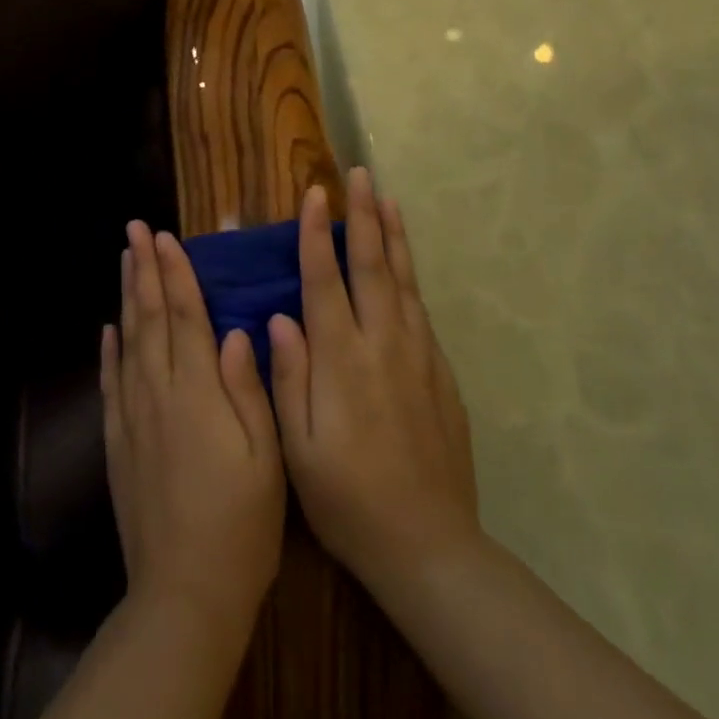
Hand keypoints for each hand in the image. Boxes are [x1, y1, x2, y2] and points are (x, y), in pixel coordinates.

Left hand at [103, 221, 285, 635]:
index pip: (185, 316)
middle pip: (149, 317)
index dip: (176, 273)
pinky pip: (111, 382)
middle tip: (135, 229)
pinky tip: (109, 328)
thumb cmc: (242, 523)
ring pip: (127, 340)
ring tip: (123, 260)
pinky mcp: (118, 441)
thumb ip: (248, 388)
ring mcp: (132, 416)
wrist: (185, 591)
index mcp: (198, 392)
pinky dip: (109, 349)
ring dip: (126, 295)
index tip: (165, 237)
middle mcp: (158, 392)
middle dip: (144, 269)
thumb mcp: (266, 456)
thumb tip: (233, 331)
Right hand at [268, 168, 480, 598]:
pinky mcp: (439, 373)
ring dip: (393, 235)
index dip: (316, 235)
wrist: (427, 544)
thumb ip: (289, 376)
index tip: (314, 194)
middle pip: (371, 266)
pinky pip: (420, 309)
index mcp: (341, 361)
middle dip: (362, 216)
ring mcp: (417, 356)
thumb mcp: (298, 447)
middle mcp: (382, 346)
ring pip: (403, 280)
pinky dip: (411, 274)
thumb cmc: (347, 499)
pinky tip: (404, 262)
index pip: (324, 281)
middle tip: (358, 174)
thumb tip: (279, 316)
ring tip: (386, 197)